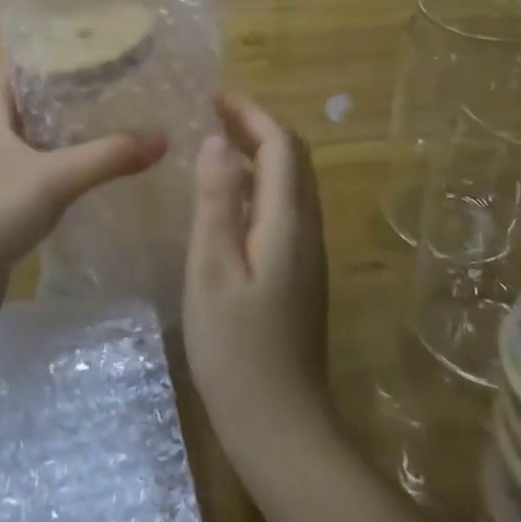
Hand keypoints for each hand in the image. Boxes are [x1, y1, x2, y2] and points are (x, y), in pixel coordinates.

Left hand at [0, 60, 166, 298]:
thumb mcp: (57, 177)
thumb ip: (109, 156)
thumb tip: (162, 137)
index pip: (6, 72)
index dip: (30, 53)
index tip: (68, 41)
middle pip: (19, 107)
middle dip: (53, 93)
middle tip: (98, 81)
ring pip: (27, 145)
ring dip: (55, 134)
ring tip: (98, 123)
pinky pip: (31, 180)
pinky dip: (55, 172)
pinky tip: (82, 178)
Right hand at [184, 92, 332, 455]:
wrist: (281, 426)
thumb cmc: (237, 349)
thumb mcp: (212, 270)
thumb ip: (216, 202)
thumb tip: (216, 140)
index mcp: (288, 223)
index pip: (280, 146)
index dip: (251, 113)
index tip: (214, 95)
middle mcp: (307, 230)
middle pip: (293, 159)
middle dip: (257, 126)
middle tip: (213, 111)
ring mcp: (307, 254)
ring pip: (291, 184)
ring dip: (259, 153)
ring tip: (216, 143)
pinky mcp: (299, 275)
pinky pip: (283, 209)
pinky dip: (258, 185)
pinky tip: (226, 199)